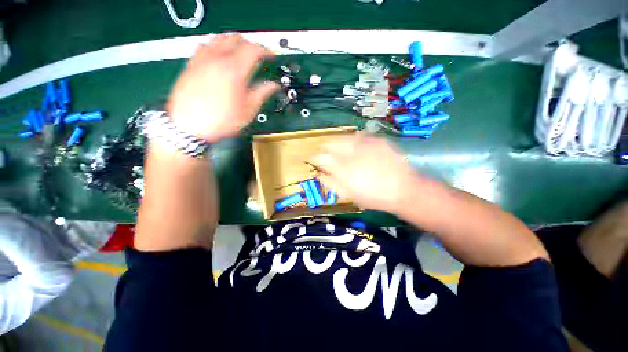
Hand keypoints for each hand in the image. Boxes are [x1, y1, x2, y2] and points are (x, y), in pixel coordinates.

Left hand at [166, 33, 279, 142]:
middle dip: (250, 44)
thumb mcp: (248, 110)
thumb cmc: (221, 120)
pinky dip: (215, 46)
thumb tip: (273, 86)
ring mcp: (202, 59)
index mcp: (234, 70)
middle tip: (256, 55)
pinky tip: (218, 56)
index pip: (253, 49)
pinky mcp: (191, 64)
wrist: (189, 125)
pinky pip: (204, 46)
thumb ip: (262, 93)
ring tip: (239, 52)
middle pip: (236, 38)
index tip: (270, 55)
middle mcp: (217, 59)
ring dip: (232, 42)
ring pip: (219, 38)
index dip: (265, 50)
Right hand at [311, 133, 425, 212]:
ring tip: (341, 149)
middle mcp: (351, 153)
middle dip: (325, 148)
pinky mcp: (377, 140)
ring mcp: (365, 144)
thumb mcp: (348, 194)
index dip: (314, 158)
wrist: (403, 190)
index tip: (313, 159)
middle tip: (326, 154)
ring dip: (339, 142)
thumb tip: (318, 174)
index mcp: (341, 169)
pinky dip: (354, 140)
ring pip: (343, 137)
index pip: (320, 158)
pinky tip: (357, 147)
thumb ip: (330, 183)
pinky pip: (360, 136)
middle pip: (330, 143)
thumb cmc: (372, 197)